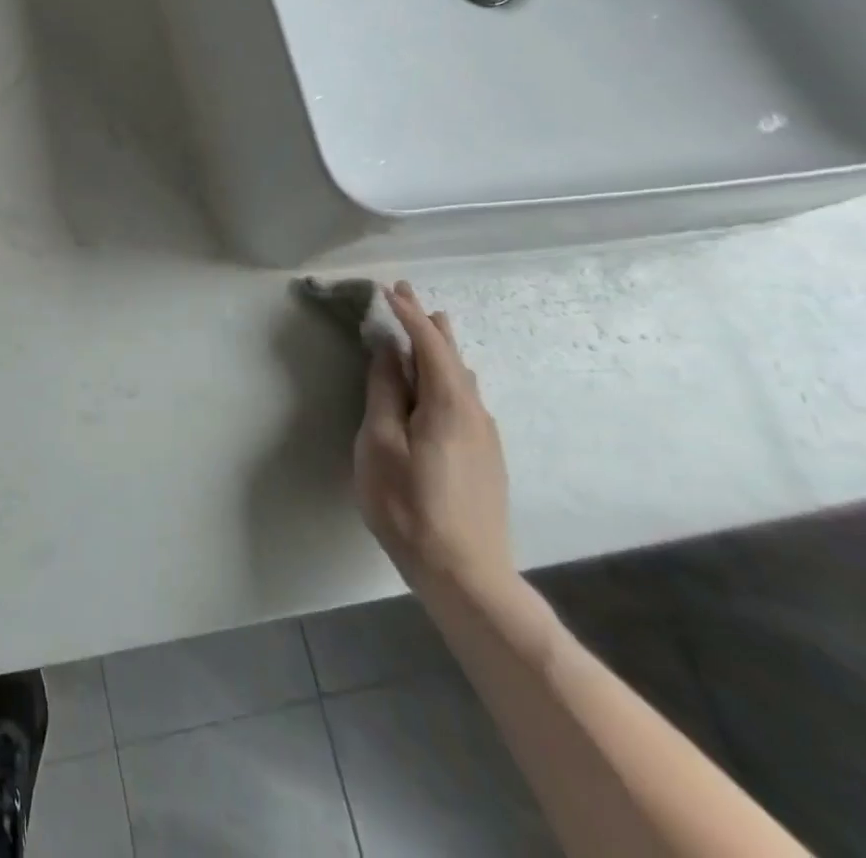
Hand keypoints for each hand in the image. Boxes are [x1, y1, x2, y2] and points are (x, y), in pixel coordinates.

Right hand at [353, 282, 513, 597]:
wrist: (466, 575)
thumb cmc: (409, 504)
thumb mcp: (380, 443)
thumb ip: (385, 392)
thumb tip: (389, 350)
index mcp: (448, 403)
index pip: (429, 344)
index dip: (407, 314)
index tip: (386, 289)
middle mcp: (474, 412)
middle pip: (451, 356)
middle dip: (428, 323)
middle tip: (408, 294)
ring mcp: (485, 437)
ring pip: (461, 378)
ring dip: (441, 349)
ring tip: (431, 325)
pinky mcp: (485, 458)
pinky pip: (465, 398)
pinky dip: (447, 374)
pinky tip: (442, 381)